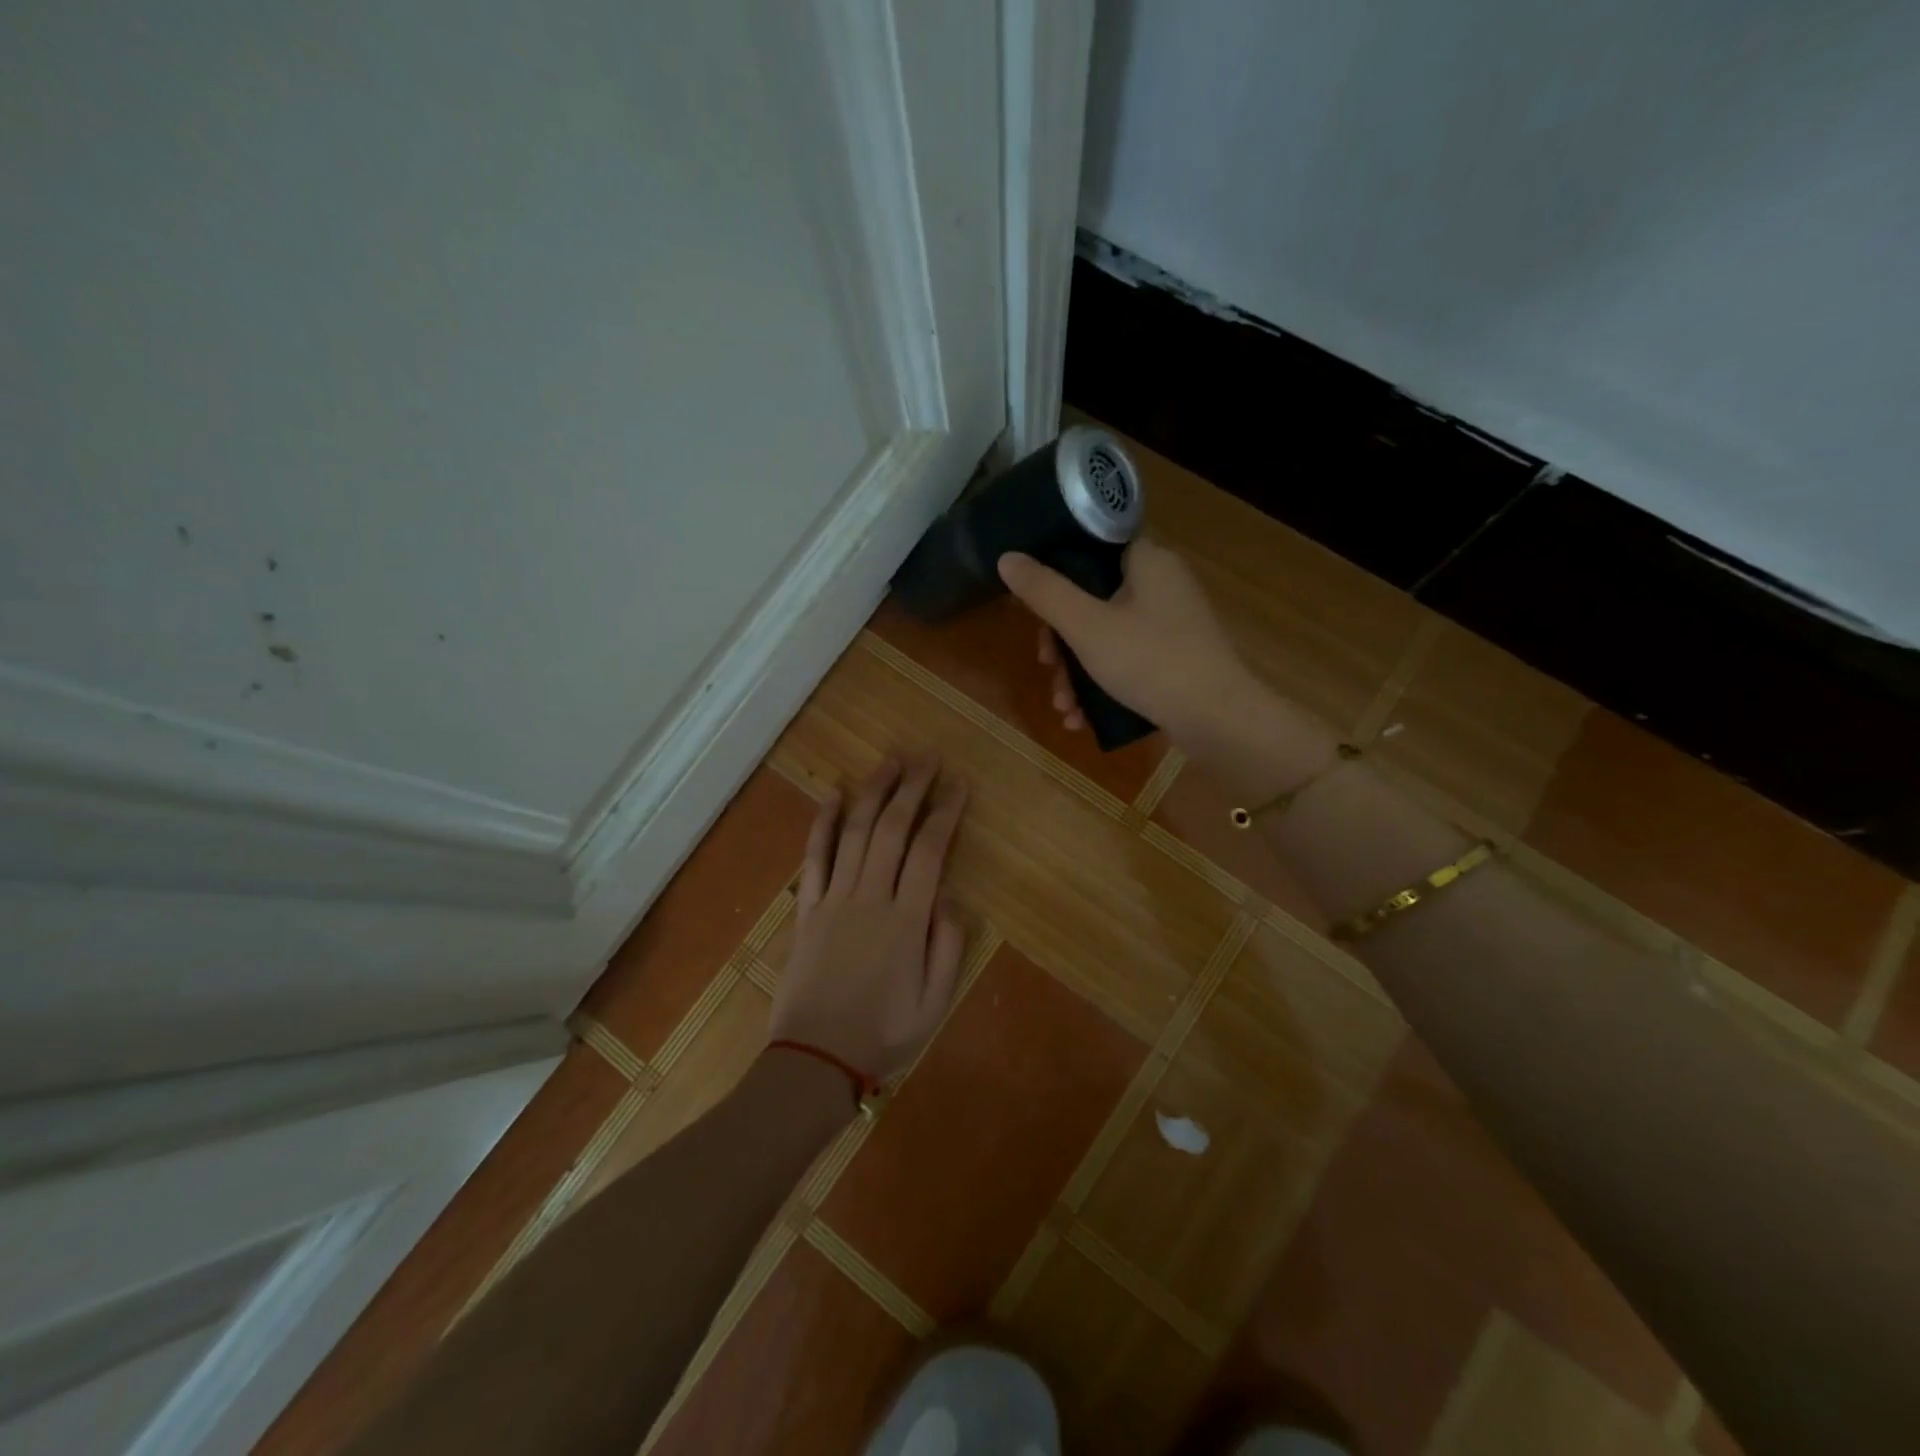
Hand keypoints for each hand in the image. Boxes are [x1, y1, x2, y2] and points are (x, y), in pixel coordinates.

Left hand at [769, 756, 968, 1081]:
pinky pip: (814, 857)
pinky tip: (833, 794)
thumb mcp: (935, 1002)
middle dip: (913, 788)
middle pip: (894, 829)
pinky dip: (822, 823)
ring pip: (856, 832)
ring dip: (873, 793)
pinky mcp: (807, 908)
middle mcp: (870, 897)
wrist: (814, 1060)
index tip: (959, 784)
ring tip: (890, 761)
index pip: (930, 851)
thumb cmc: (882, 1033)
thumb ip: (948, 946)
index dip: (946, 812)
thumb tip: (949, 896)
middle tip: (927, 757)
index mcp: (906, 920)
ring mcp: (834, 899)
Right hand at [998, 539, 1256, 749]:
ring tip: (1063, 706)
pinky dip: (1102, 683)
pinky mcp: (1177, 657)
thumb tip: (1007, 558)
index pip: (1092, 546)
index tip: (1034, 608)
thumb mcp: (1086, 626)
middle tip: (1047, 666)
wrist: (1218, 720)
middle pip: (1094, 598)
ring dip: (1077, 671)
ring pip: (1107, 635)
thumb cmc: (1150, 661)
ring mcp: (1172, 623)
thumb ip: (1044, 592)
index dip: (1055, 573)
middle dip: (1062, 640)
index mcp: (1147, 560)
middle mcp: (1163, 583)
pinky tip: (1083, 718)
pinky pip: (1128, 660)